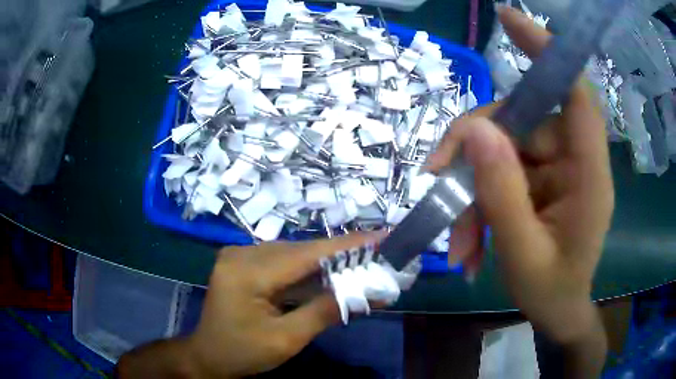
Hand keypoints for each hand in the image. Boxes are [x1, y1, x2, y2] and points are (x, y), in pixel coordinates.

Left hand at [185, 231, 385, 377]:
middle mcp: (241, 253)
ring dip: (326, 262)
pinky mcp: (243, 263)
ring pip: (293, 254)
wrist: (208, 356)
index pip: (307, 254)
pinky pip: (282, 262)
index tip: (382, 236)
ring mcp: (240, 255)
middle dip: (341, 254)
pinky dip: (307, 270)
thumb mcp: (286, 340)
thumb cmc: (242, 353)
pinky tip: (329, 275)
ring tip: (360, 263)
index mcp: (247, 272)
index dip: (348, 244)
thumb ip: (325, 312)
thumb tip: (368, 292)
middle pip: (301, 251)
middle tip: (377, 254)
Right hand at [427, 7, 613, 343]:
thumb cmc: (551, 292)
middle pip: (521, 121)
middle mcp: (574, 160)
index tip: (508, 19)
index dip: (547, 50)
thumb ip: (502, 194)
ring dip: (472, 190)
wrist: (557, 312)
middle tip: (439, 185)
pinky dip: (479, 202)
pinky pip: (502, 172)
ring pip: (503, 150)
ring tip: (459, 243)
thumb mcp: (522, 253)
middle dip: (475, 150)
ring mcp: (555, 168)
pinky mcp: (540, 179)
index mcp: (588, 175)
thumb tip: (475, 133)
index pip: (576, 93)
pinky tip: (470, 243)